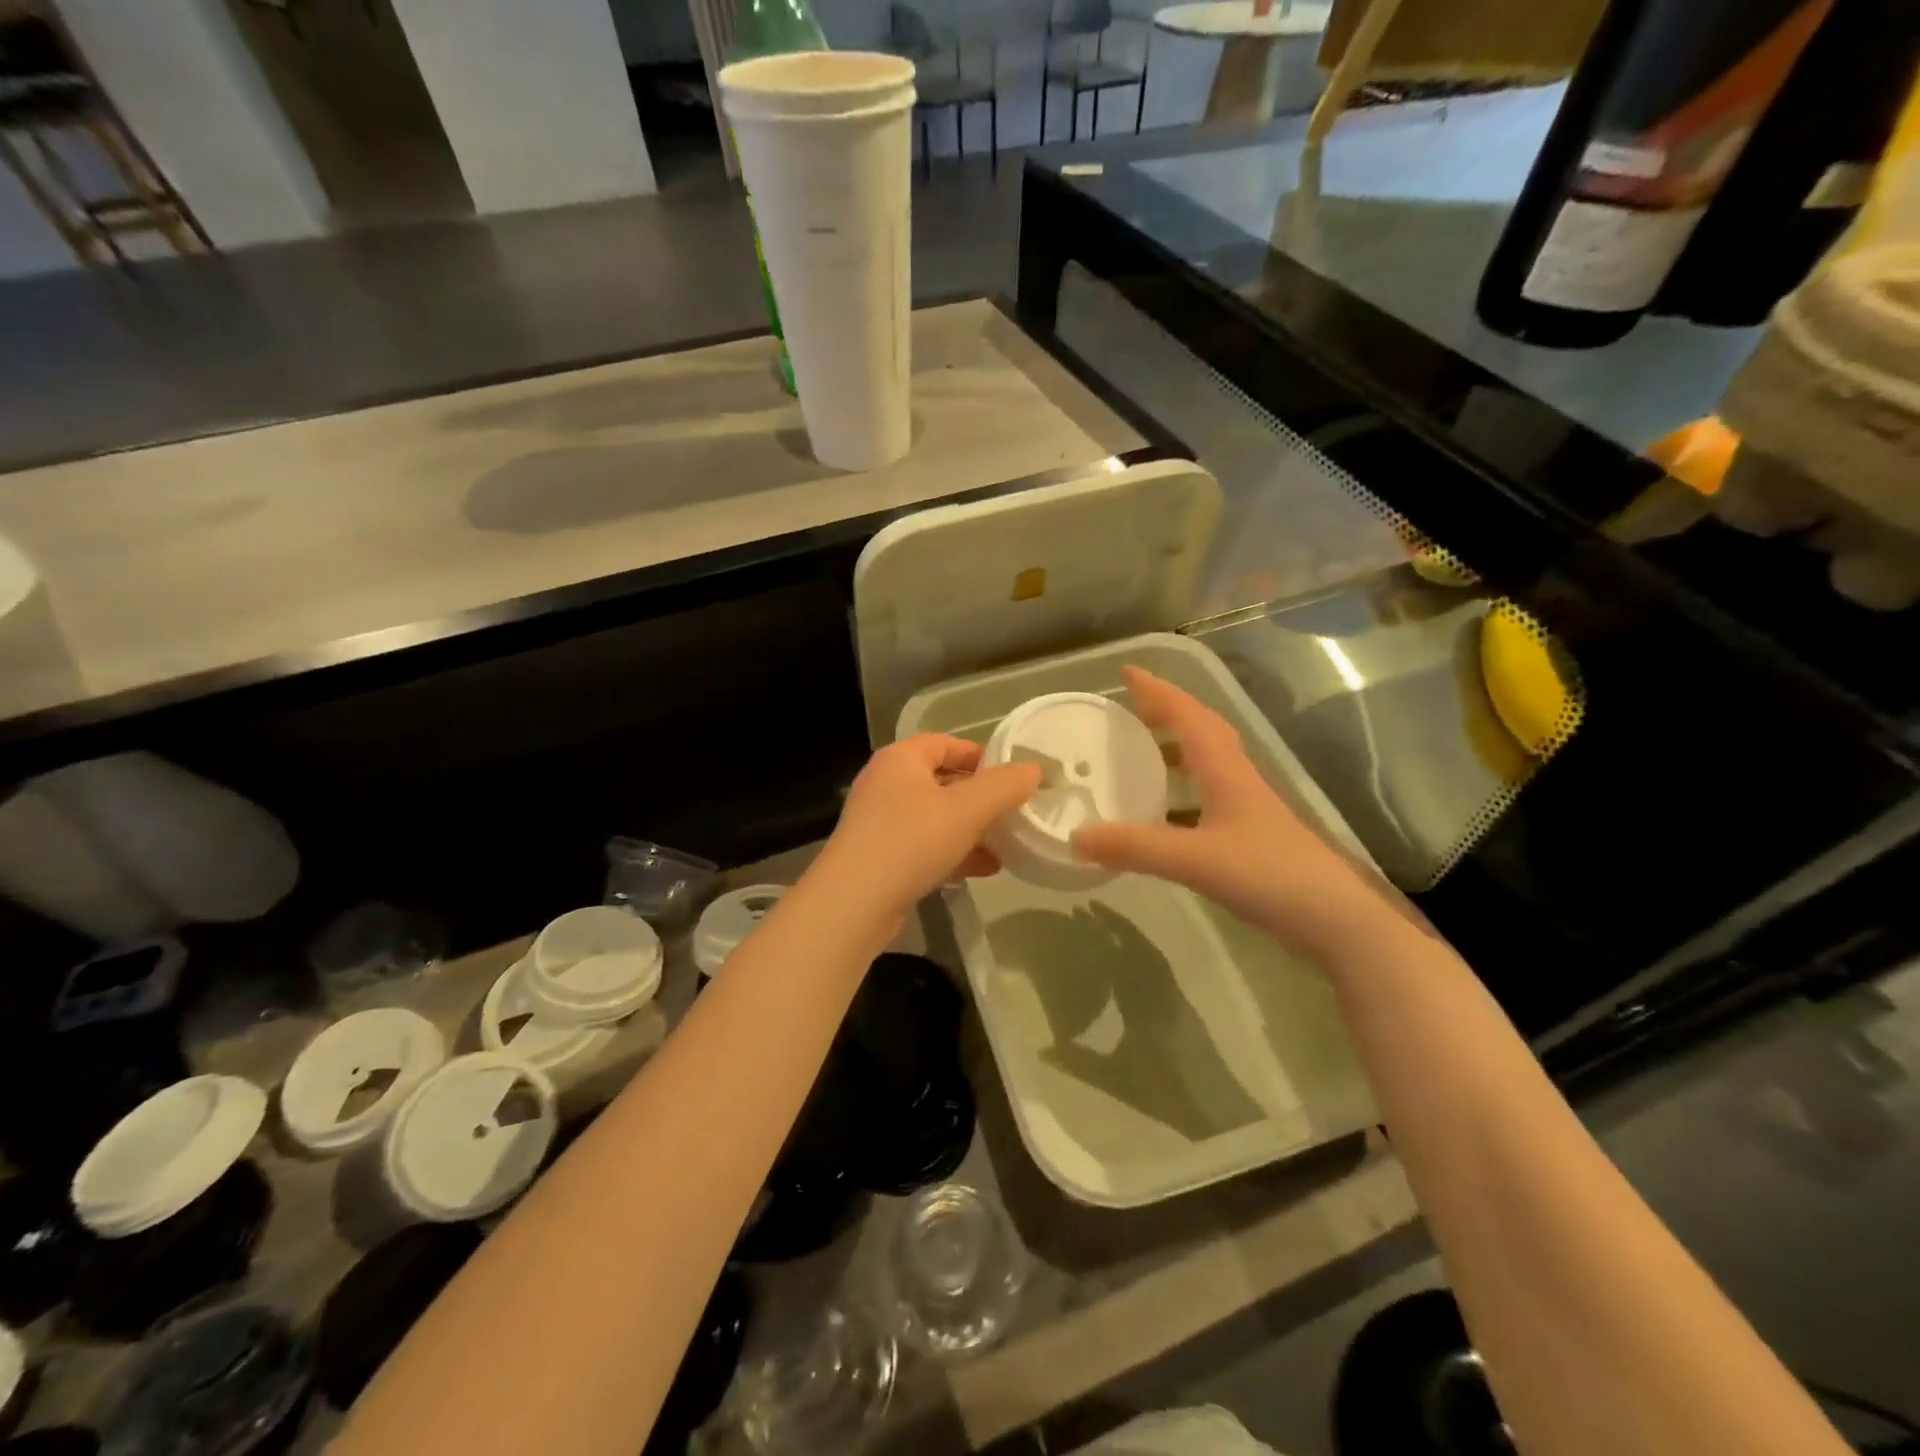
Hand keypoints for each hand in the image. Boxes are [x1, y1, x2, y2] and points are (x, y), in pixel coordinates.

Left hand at [815, 735, 1040, 921]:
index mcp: (901, 759)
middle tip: (1014, 812)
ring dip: (970, 829)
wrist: (853, 903)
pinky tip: (983, 870)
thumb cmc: (912, 841)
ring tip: (1006, 845)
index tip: (1014, 776)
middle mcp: (886, 783)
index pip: (946, 742)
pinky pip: (924, 845)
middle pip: (942, 780)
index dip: (982, 755)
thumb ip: (1004, 786)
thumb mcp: (967, 809)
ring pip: (936, 817)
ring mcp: (879, 821)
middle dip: (980, 798)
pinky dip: (953, 852)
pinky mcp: (879, 856)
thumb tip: (1034, 769)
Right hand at [1073, 667, 1391, 956]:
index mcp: (1225, 770)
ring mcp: (1246, 808)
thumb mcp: (1194, 859)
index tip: (1126, 672)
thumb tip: (1075, 836)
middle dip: (1166, 712)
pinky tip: (1162, 814)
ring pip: (1206, 763)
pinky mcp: (1249, 835)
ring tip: (1139, 754)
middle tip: (1130, 710)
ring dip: (1174, 750)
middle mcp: (1236, 779)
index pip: (1188, 715)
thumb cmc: (1268, 874)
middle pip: (1201, 730)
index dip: (1157, 691)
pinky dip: (1180, 792)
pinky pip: (1206, 796)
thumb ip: (1135, 847)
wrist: (1335, 918)